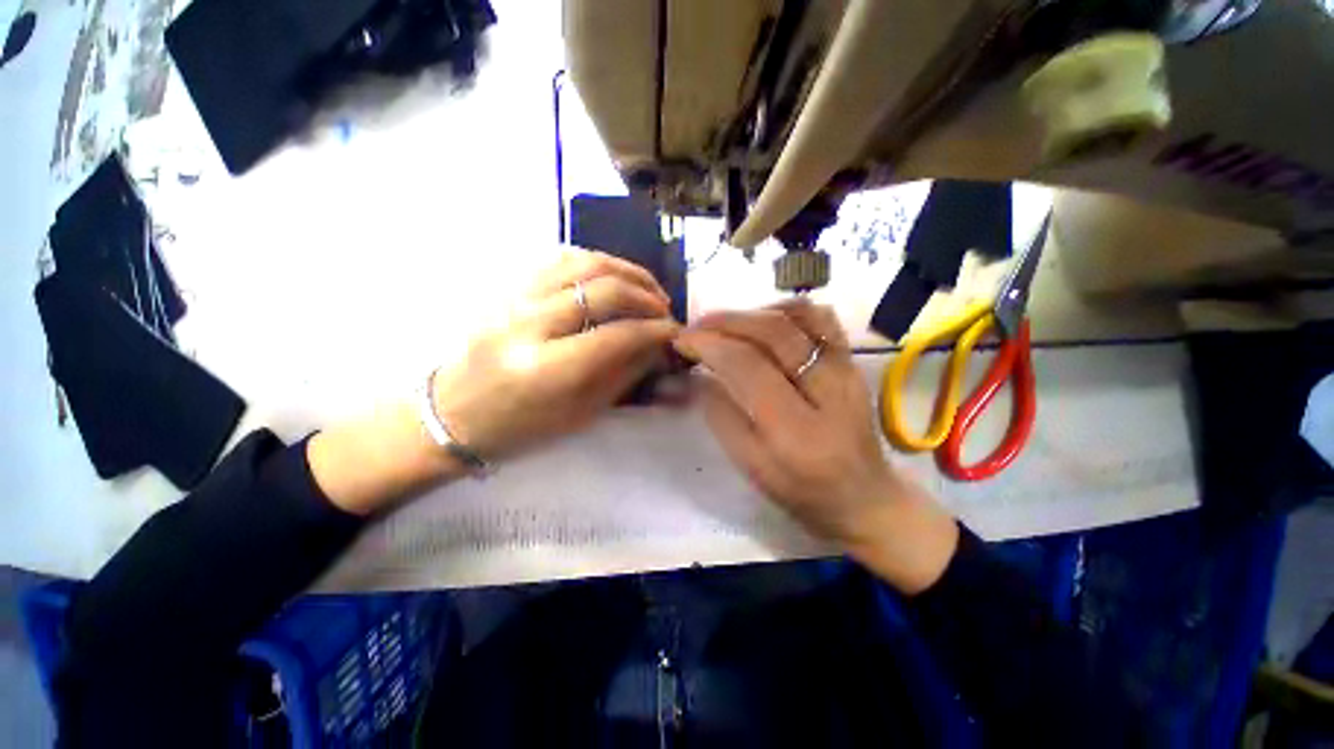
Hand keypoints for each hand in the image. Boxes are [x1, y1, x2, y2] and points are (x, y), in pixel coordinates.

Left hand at [431, 248, 678, 458]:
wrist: (453, 413)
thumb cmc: (520, 427)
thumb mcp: (579, 413)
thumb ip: (622, 374)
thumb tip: (656, 345)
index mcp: (547, 368)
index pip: (617, 335)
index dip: (655, 330)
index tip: (675, 332)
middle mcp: (530, 324)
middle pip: (603, 290)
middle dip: (646, 296)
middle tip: (664, 310)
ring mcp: (515, 298)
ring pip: (584, 263)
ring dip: (626, 271)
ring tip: (647, 288)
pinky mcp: (509, 287)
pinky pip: (560, 259)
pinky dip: (596, 263)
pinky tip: (613, 277)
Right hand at [674, 301, 957, 592]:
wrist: (865, 497)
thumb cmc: (802, 491)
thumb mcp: (751, 466)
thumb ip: (721, 417)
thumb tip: (699, 374)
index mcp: (796, 429)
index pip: (747, 365)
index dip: (709, 345)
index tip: (682, 341)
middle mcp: (827, 389)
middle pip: (773, 331)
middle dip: (725, 321)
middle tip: (695, 326)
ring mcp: (846, 369)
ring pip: (800, 315)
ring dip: (754, 312)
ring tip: (726, 324)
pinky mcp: (852, 362)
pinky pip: (821, 318)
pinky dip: (787, 309)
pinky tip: (764, 322)